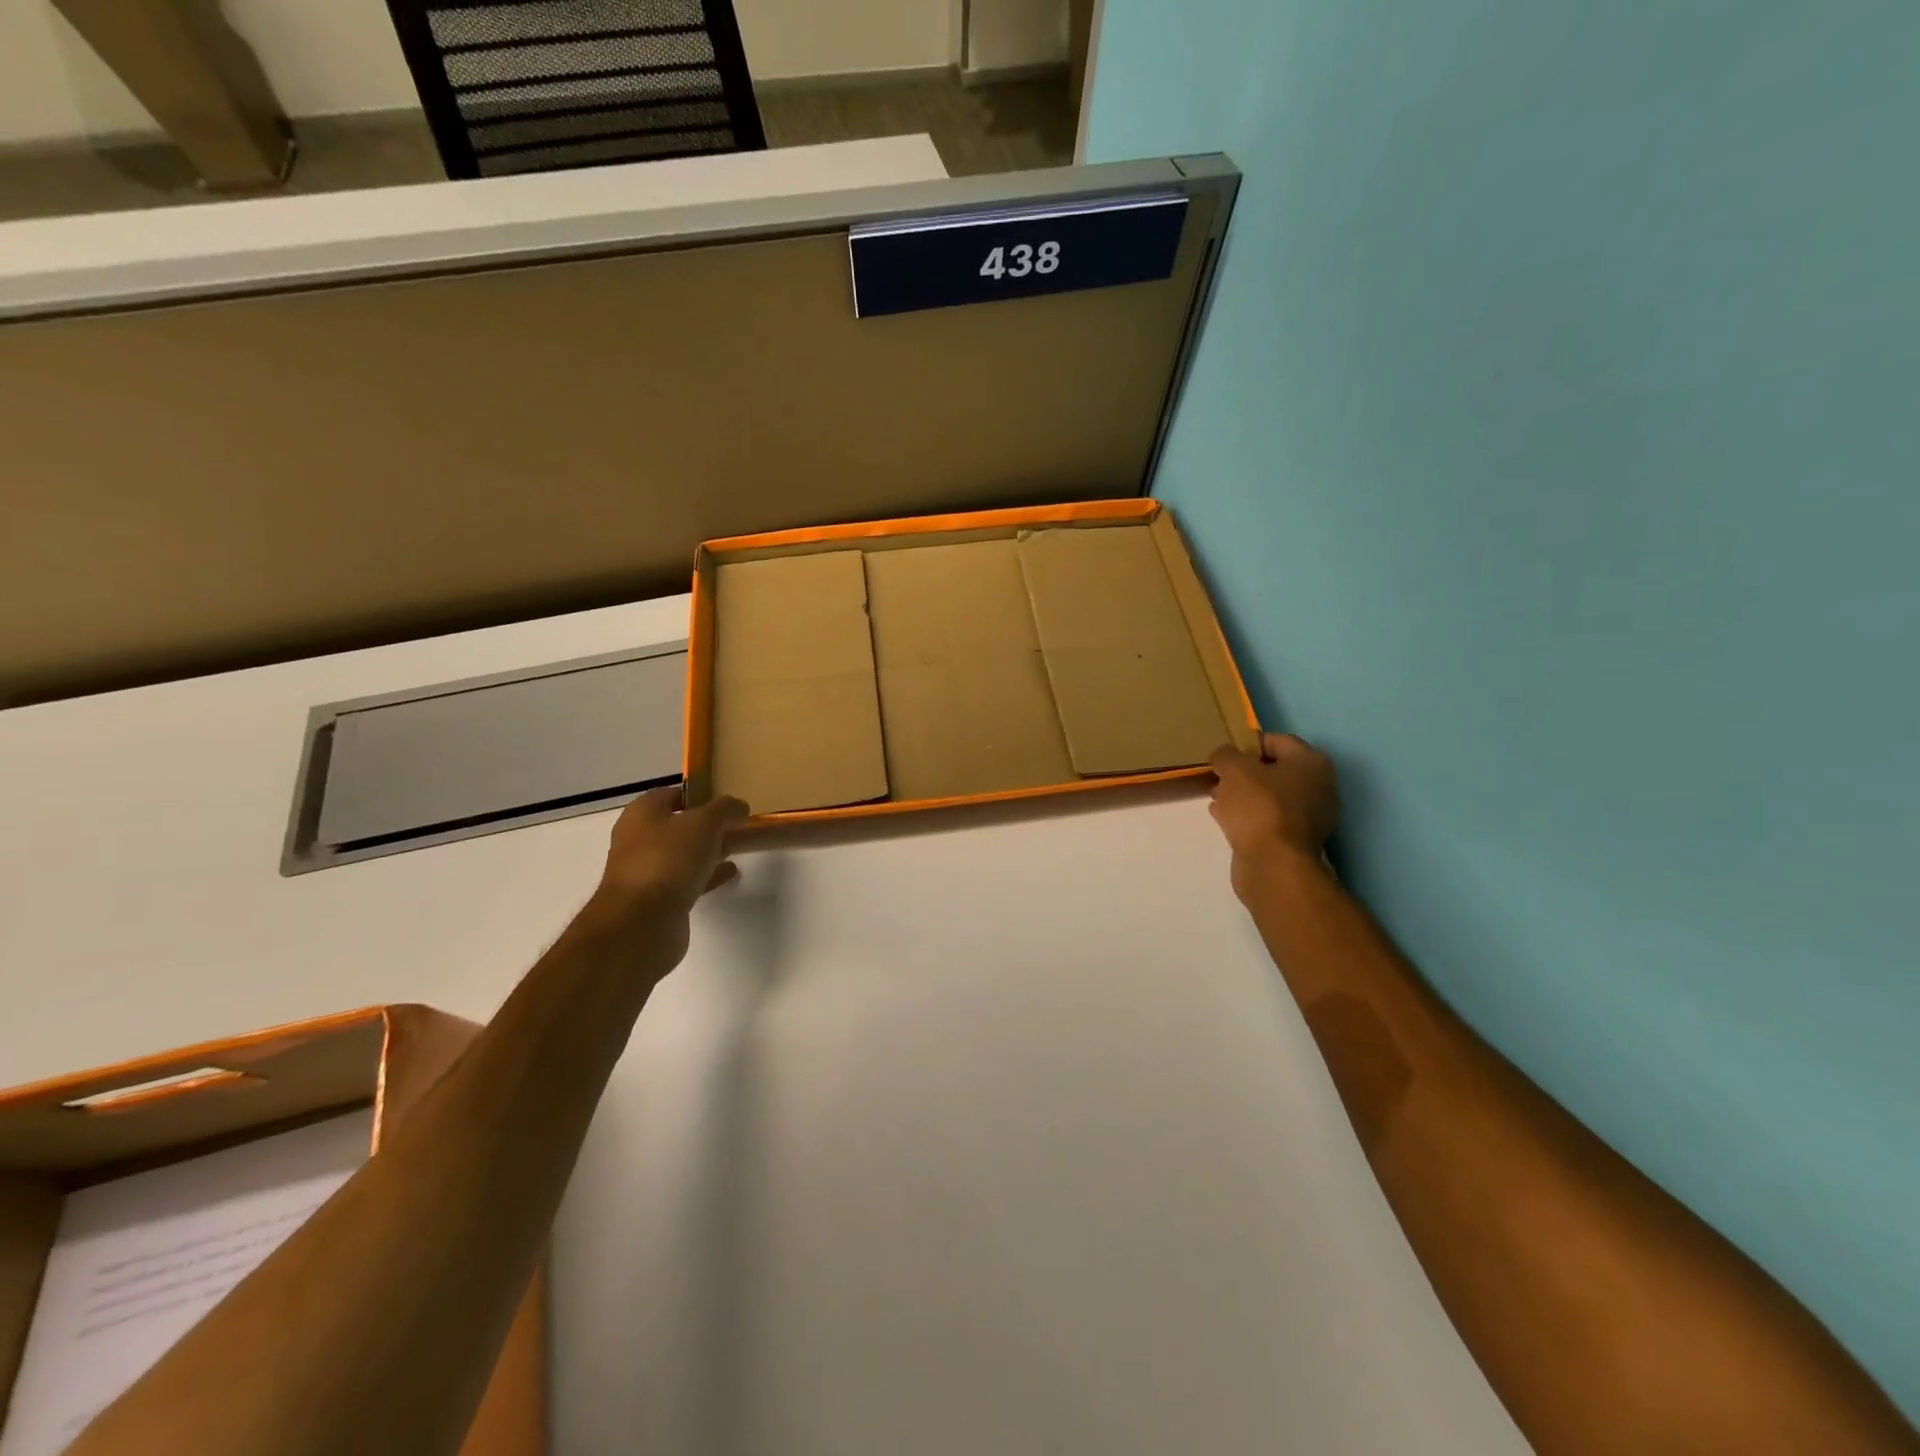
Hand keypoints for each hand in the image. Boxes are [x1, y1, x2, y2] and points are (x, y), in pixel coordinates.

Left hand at [597, 786, 749, 912]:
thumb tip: (738, 806)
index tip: (726, 802)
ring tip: (738, 848)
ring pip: (683, 854)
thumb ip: (725, 809)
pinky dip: (708, 875)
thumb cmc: (669, 859)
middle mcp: (638, 839)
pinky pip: (687, 880)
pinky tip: (731, 874)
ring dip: (708, 851)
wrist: (642, 922)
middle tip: (736, 825)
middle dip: (706, 825)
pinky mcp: (657, 900)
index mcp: (642, 814)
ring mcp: (646, 872)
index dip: (699, 795)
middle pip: (677, 826)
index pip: (671, 794)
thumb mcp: (705, 822)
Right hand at [1208, 734, 1339, 898]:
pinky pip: (1267, 819)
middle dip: (1243, 772)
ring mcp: (1310, 817)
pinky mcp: (1295, 841)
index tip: (1224, 754)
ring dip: (1243, 795)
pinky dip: (1247, 815)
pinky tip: (1224, 817)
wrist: (1274, 864)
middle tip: (1218, 777)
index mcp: (1312, 763)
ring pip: (1269, 796)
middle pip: (1274, 770)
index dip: (1247, 744)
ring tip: (1216, 798)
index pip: (1277, 741)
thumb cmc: (1259, 806)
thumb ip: (1225, 755)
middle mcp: (1318, 787)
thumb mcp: (1234, 768)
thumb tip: (1223, 757)